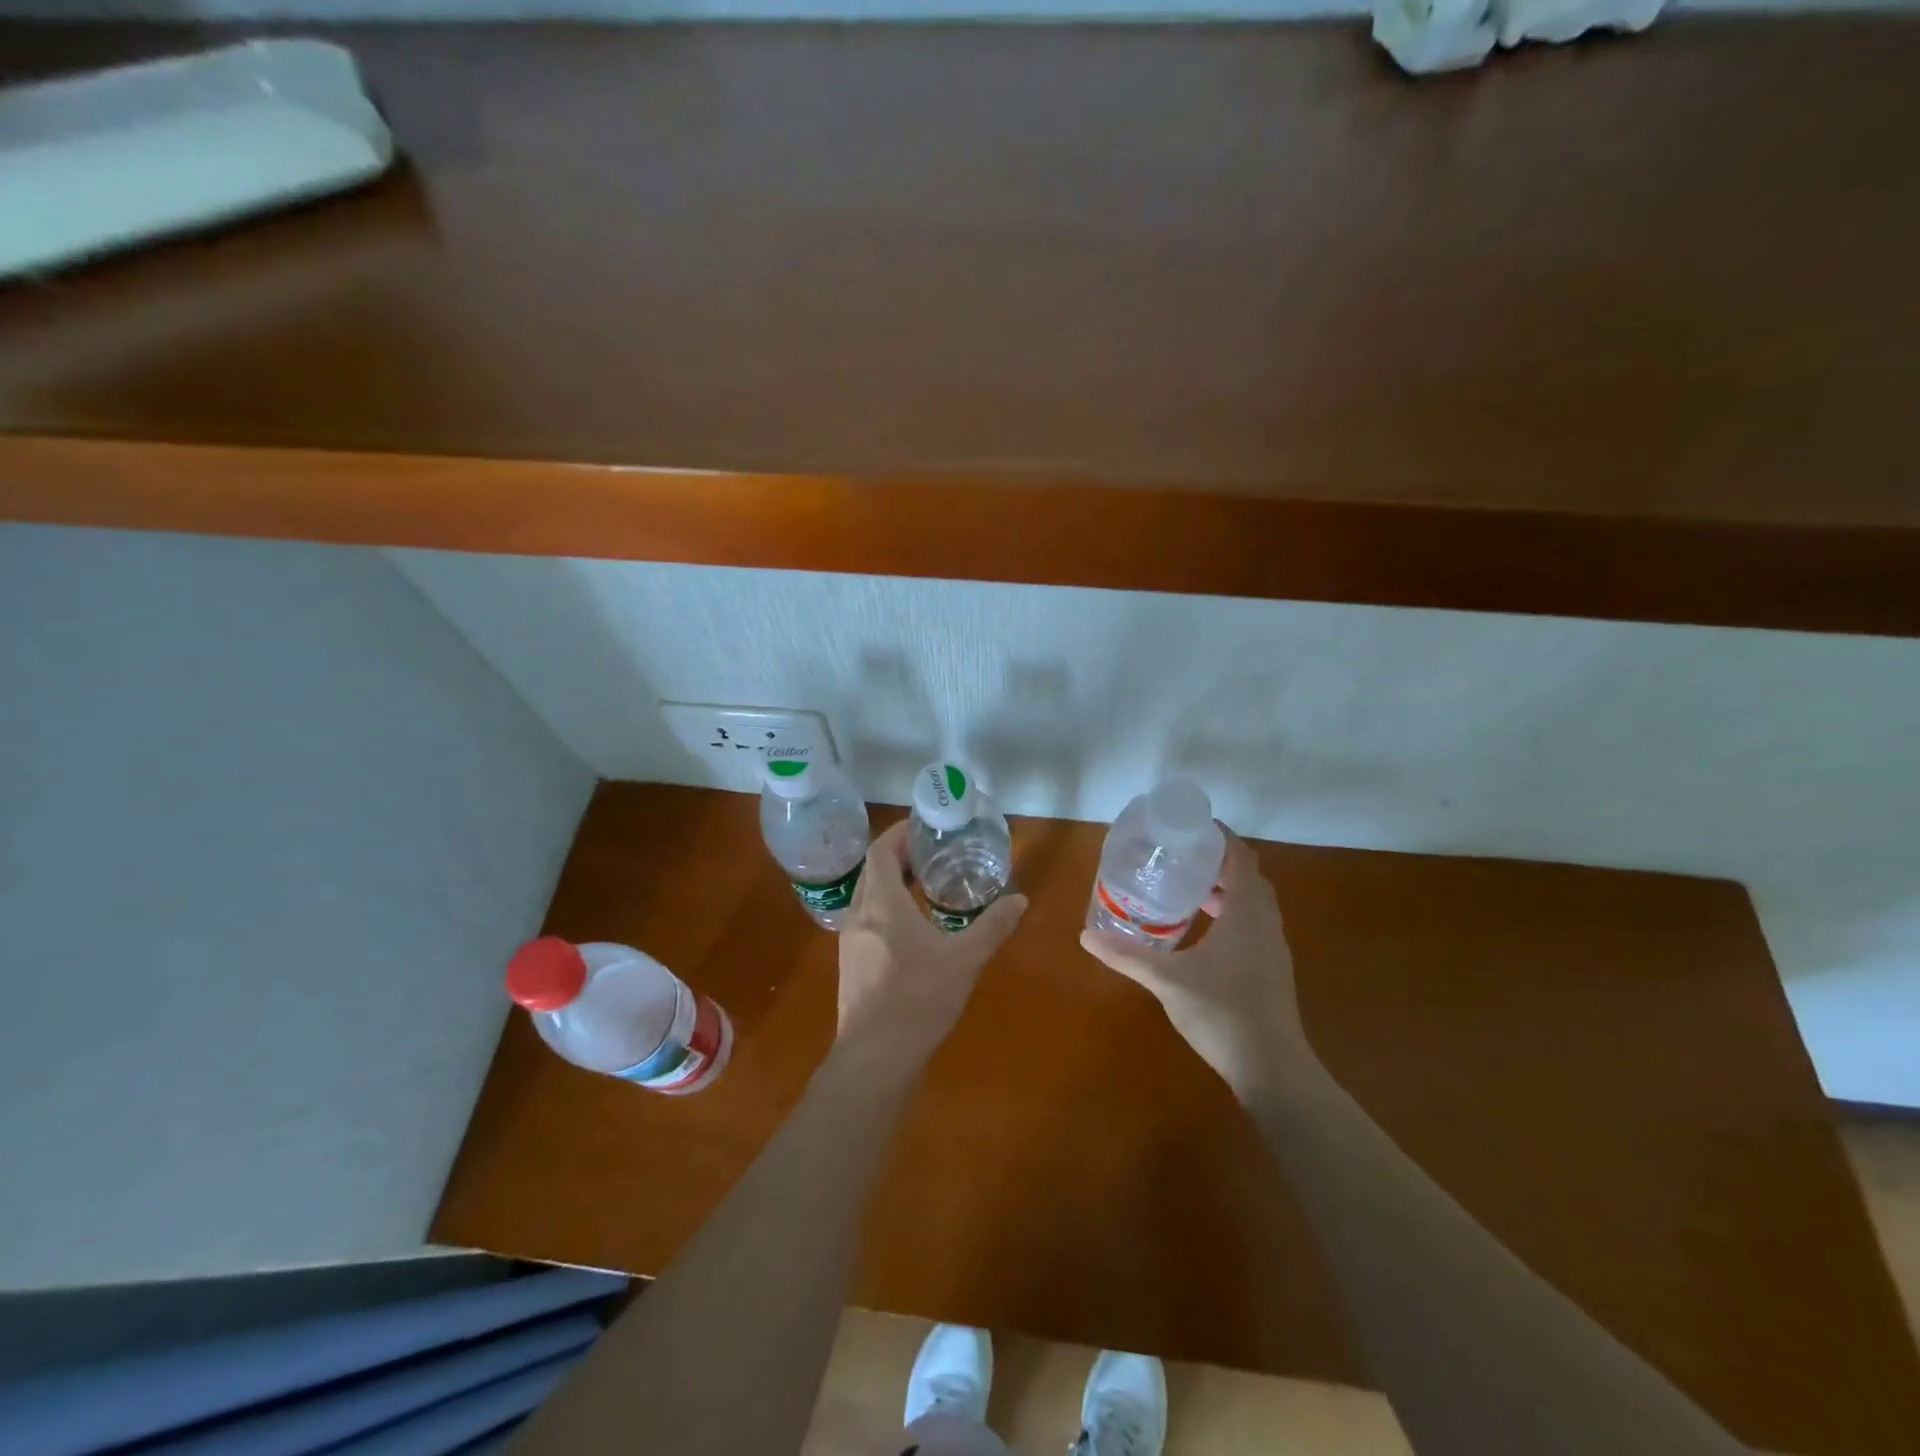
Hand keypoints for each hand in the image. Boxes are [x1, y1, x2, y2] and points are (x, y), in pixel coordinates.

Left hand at [833, 821, 1026, 1078]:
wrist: (875, 1057)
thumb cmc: (918, 998)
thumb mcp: (964, 960)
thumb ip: (992, 927)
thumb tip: (1020, 900)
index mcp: (881, 903)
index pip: (880, 851)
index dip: (898, 834)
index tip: (922, 828)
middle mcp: (859, 915)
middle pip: (872, 872)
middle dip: (897, 857)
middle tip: (930, 855)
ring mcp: (850, 942)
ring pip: (867, 898)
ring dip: (890, 885)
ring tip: (923, 887)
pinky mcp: (851, 965)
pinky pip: (866, 922)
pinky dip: (885, 910)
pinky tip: (911, 930)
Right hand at [1080, 828, 1310, 1099]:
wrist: (1272, 1068)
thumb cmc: (1222, 1012)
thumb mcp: (1167, 980)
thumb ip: (1128, 955)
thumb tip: (1086, 936)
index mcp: (1246, 912)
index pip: (1240, 857)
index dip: (1220, 837)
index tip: (1190, 827)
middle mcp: (1265, 922)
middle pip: (1248, 876)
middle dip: (1218, 861)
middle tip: (1181, 855)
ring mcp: (1273, 947)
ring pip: (1253, 902)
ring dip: (1227, 889)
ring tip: (1189, 887)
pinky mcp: (1272, 969)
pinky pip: (1254, 924)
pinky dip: (1232, 913)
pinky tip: (1204, 932)